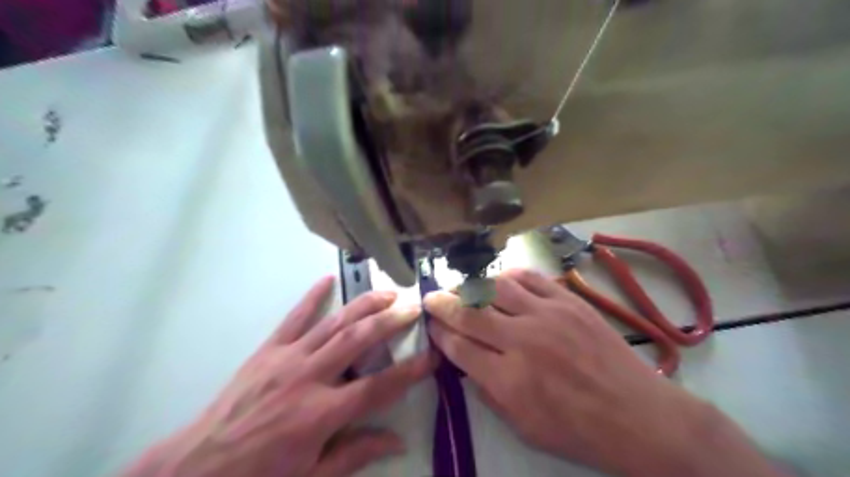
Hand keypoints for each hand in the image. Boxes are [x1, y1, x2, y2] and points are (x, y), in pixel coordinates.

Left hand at [123, 276, 433, 476]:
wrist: (196, 468)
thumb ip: (356, 454)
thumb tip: (397, 441)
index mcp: (322, 414)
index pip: (378, 387)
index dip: (410, 372)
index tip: (432, 357)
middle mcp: (309, 378)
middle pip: (359, 340)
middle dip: (391, 321)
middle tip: (413, 308)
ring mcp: (287, 359)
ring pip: (334, 323)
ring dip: (364, 304)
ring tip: (387, 292)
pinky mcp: (268, 350)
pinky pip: (294, 318)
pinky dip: (312, 297)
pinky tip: (328, 279)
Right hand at [421, 269, 786, 476]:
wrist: (639, 416)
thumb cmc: (579, 431)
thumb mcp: (524, 427)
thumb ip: (488, 391)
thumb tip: (467, 361)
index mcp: (508, 380)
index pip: (459, 347)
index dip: (439, 333)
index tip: (431, 325)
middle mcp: (522, 342)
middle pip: (469, 314)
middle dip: (443, 304)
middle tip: (431, 298)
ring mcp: (547, 316)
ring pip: (495, 288)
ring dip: (472, 287)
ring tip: (463, 289)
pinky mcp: (569, 301)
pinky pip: (530, 278)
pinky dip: (508, 277)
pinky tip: (500, 282)